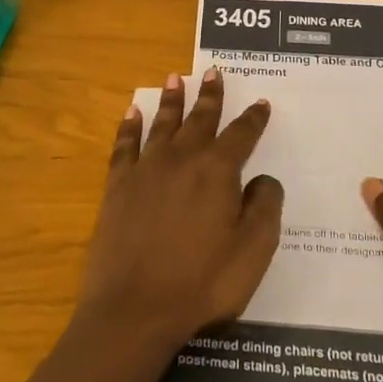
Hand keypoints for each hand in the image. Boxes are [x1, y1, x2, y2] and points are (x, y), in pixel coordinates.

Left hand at [77, 69, 282, 353]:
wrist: (134, 309)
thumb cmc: (202, 283)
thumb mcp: (253, 251)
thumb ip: (265, 207)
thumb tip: (263, 179)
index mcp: (218, 172)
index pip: (241, 135)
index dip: (253, 118)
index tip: (261, 103)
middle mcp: (182, 159)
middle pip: (199, 119)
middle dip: (209, 96)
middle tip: (213, 72)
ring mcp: (146, 170)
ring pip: (162, 124)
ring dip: (171, 100)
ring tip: (175, 78)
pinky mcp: (118, 186)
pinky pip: (124, 146)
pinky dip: (129, 127)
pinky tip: (132, 113)